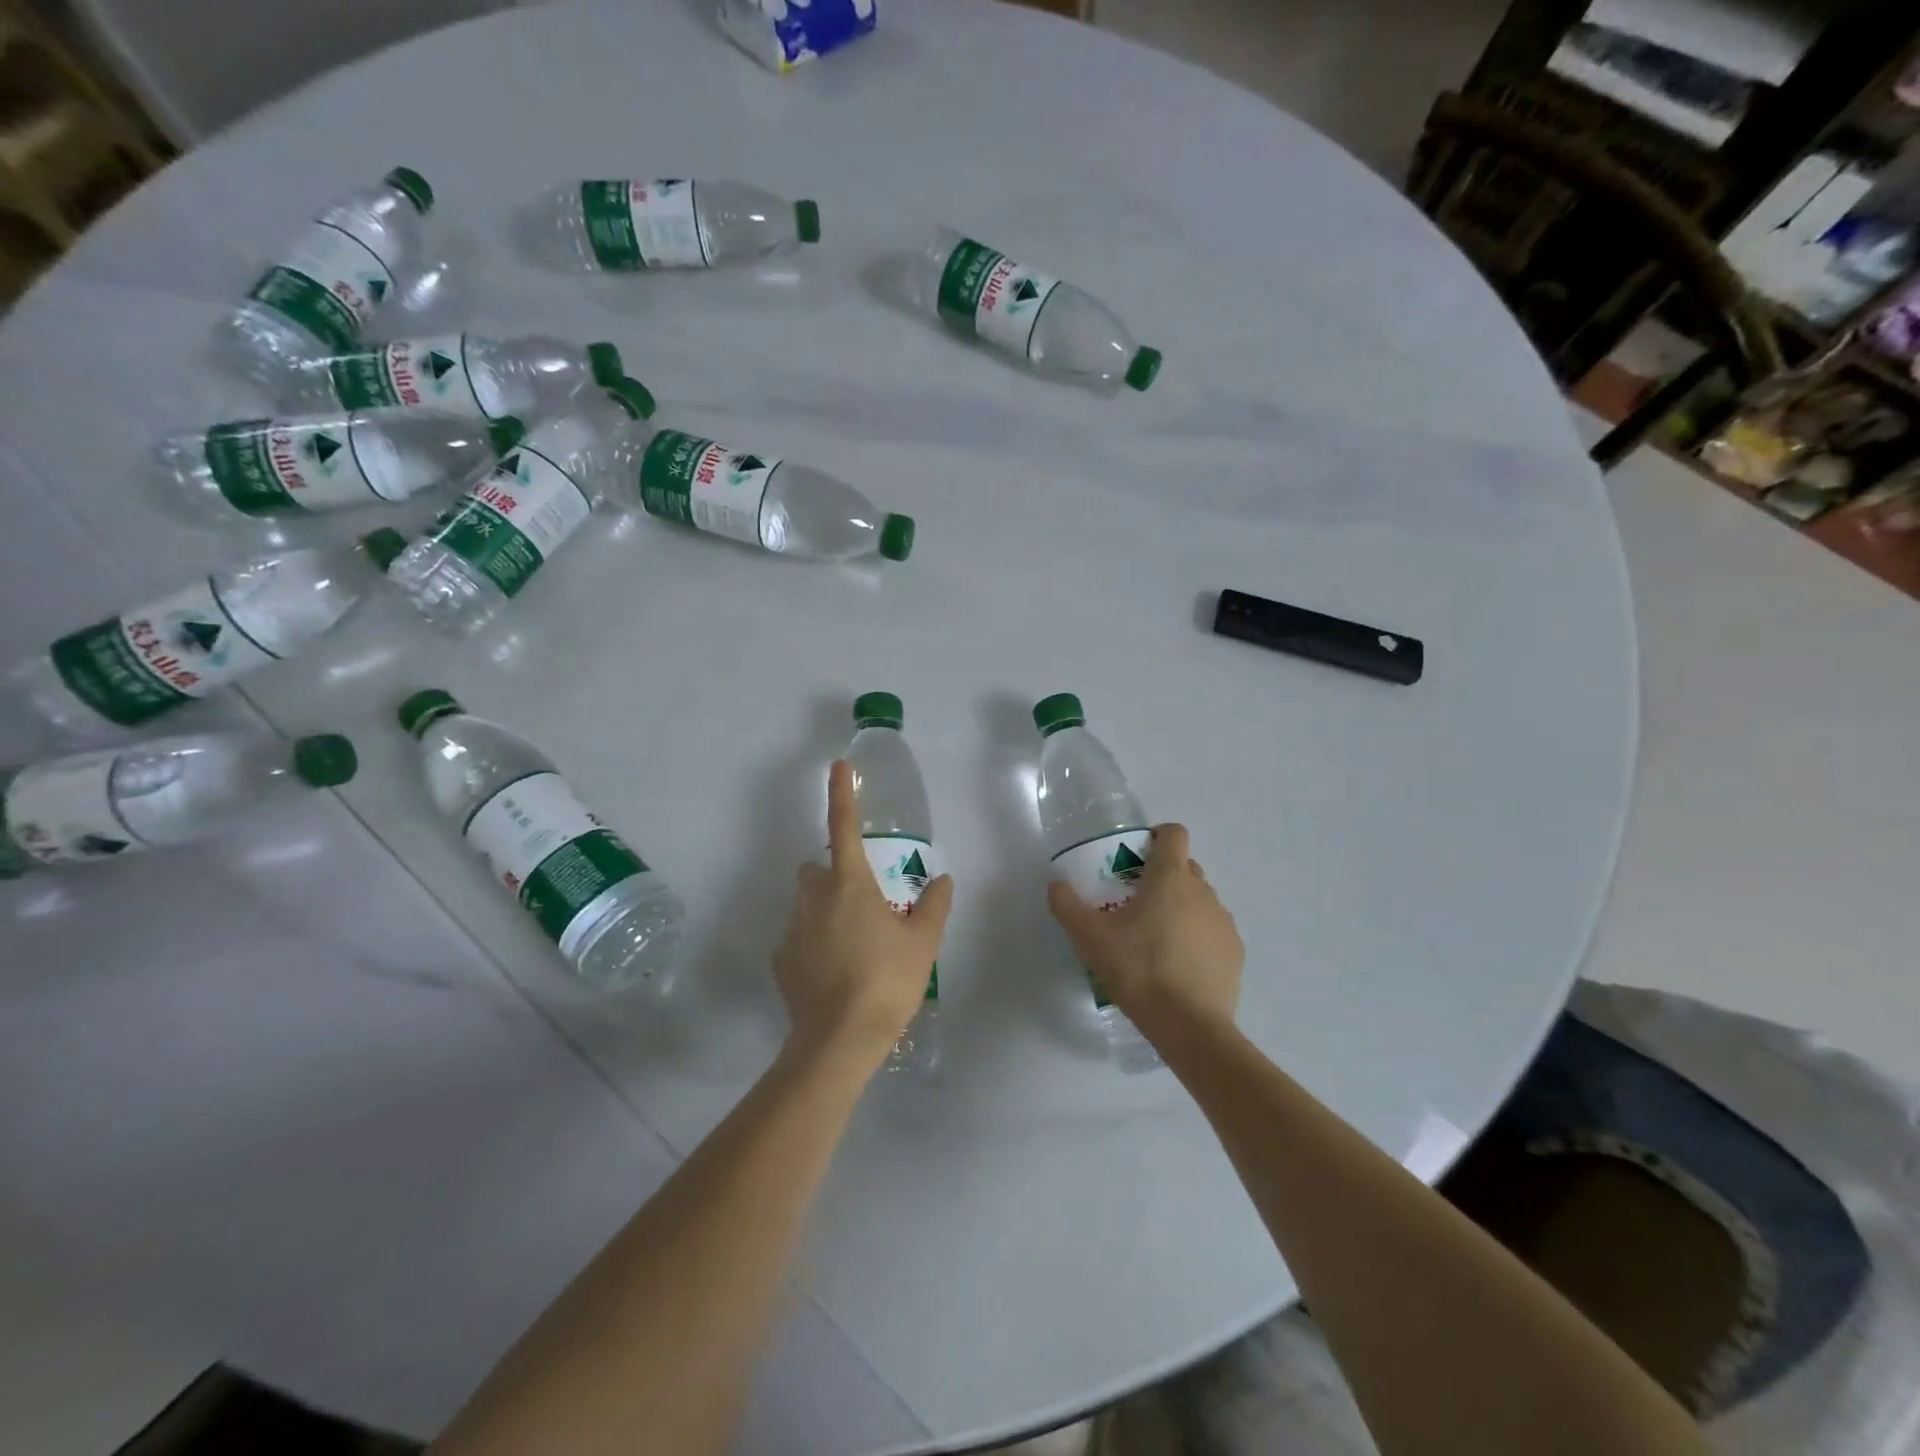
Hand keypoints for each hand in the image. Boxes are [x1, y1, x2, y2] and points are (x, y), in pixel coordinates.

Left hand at [773, 760, 954, 1071]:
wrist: (839, 1040)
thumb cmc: (887, 981)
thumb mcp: (923, 943)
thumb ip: (934, 906)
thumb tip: (944, 880)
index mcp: (850, 884)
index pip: (843, 826)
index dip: (842, 793)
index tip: (839, 766)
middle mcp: (814, 898)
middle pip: (816, 869)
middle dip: (832, 875)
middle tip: (862, 902)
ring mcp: (792, 929)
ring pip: (806, 904)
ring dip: (824, 912)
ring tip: (853, 947)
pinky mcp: (780, 960)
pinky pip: (798, 938)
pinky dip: (813, 945)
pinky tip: (834, 974)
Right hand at [1047, 824, 1243, 1036]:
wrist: (1189, 1026)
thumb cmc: (1138, 969)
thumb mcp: (1089, 938)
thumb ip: (1067, 906)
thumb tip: (1056, 885)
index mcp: (1170, 878)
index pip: (1174, 834)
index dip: (1157, 836)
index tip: (1137, 855)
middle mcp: (1203, 891)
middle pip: (1185, 867)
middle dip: (1162, 876)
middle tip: (1135, 902)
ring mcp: (1223, 921)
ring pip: (1200, 900)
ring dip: (1180, 908)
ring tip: (1156, 940)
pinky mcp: (1234, 951)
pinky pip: (1212, 931)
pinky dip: (1197, 938)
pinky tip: (1178, 966)